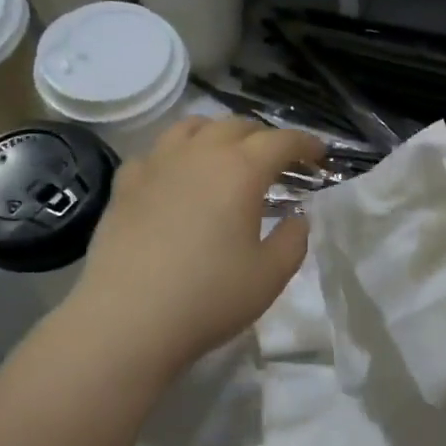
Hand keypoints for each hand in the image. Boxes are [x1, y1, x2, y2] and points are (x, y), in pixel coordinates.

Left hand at [62, 117, 323, 376]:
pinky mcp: (125, 185)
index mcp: (241, 170)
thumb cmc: (209, 297)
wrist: (128, 318)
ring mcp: (157, 165)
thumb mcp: (271, 275)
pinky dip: (176, 155)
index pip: (281, 141)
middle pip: (237, 126)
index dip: (305, 143)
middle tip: (277, 161)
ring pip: (192, 128)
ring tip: (227, 155)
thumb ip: (293, 240)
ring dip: (218, 134)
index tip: (320, 154)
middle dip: (264, 137)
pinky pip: (156, 153)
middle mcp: (199, 154)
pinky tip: (177, 177)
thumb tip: (297, 218)